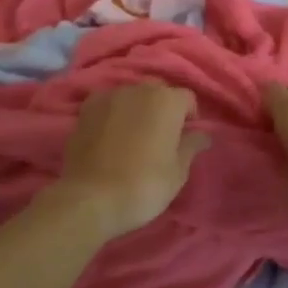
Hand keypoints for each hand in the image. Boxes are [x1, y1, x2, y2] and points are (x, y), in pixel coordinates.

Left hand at [50, 82, 209, 241]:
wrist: (90, 197)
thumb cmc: (144, 184)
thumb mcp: (178, 171)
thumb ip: (191, 146)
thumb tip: (202, 135)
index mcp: (167, 101)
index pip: (187, 99)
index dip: (189, 117)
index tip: (185, 138)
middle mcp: (138, 89)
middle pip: (158, 93)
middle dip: (162, 109)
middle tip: (160, 138)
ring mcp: (108, 96)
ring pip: (131, 97)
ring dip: (137, 110)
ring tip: (133, 138)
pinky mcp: (85, 109)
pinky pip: (108, 105)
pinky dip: (113, 115)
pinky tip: (110, 137)